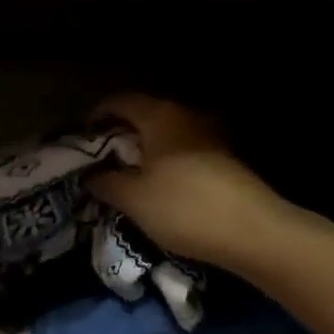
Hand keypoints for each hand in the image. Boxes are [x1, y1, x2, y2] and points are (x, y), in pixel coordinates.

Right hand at [87, 94, 288, 265]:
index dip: (97, 115)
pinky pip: (184, 150)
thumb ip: (105, 182)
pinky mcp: (224, 158)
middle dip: (120, 134)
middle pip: (145, 115)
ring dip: (145, 149)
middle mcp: (186, 116)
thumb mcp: (132, 199)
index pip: (120, 101)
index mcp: (159, 116)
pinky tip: (160, 185)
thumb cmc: (183, 207)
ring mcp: (210, 135)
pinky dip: (166, 161)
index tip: (82, 138)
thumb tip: (91, 175)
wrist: (251, 231)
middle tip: (101, 159)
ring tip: (128, 175)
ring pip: (166, 134)